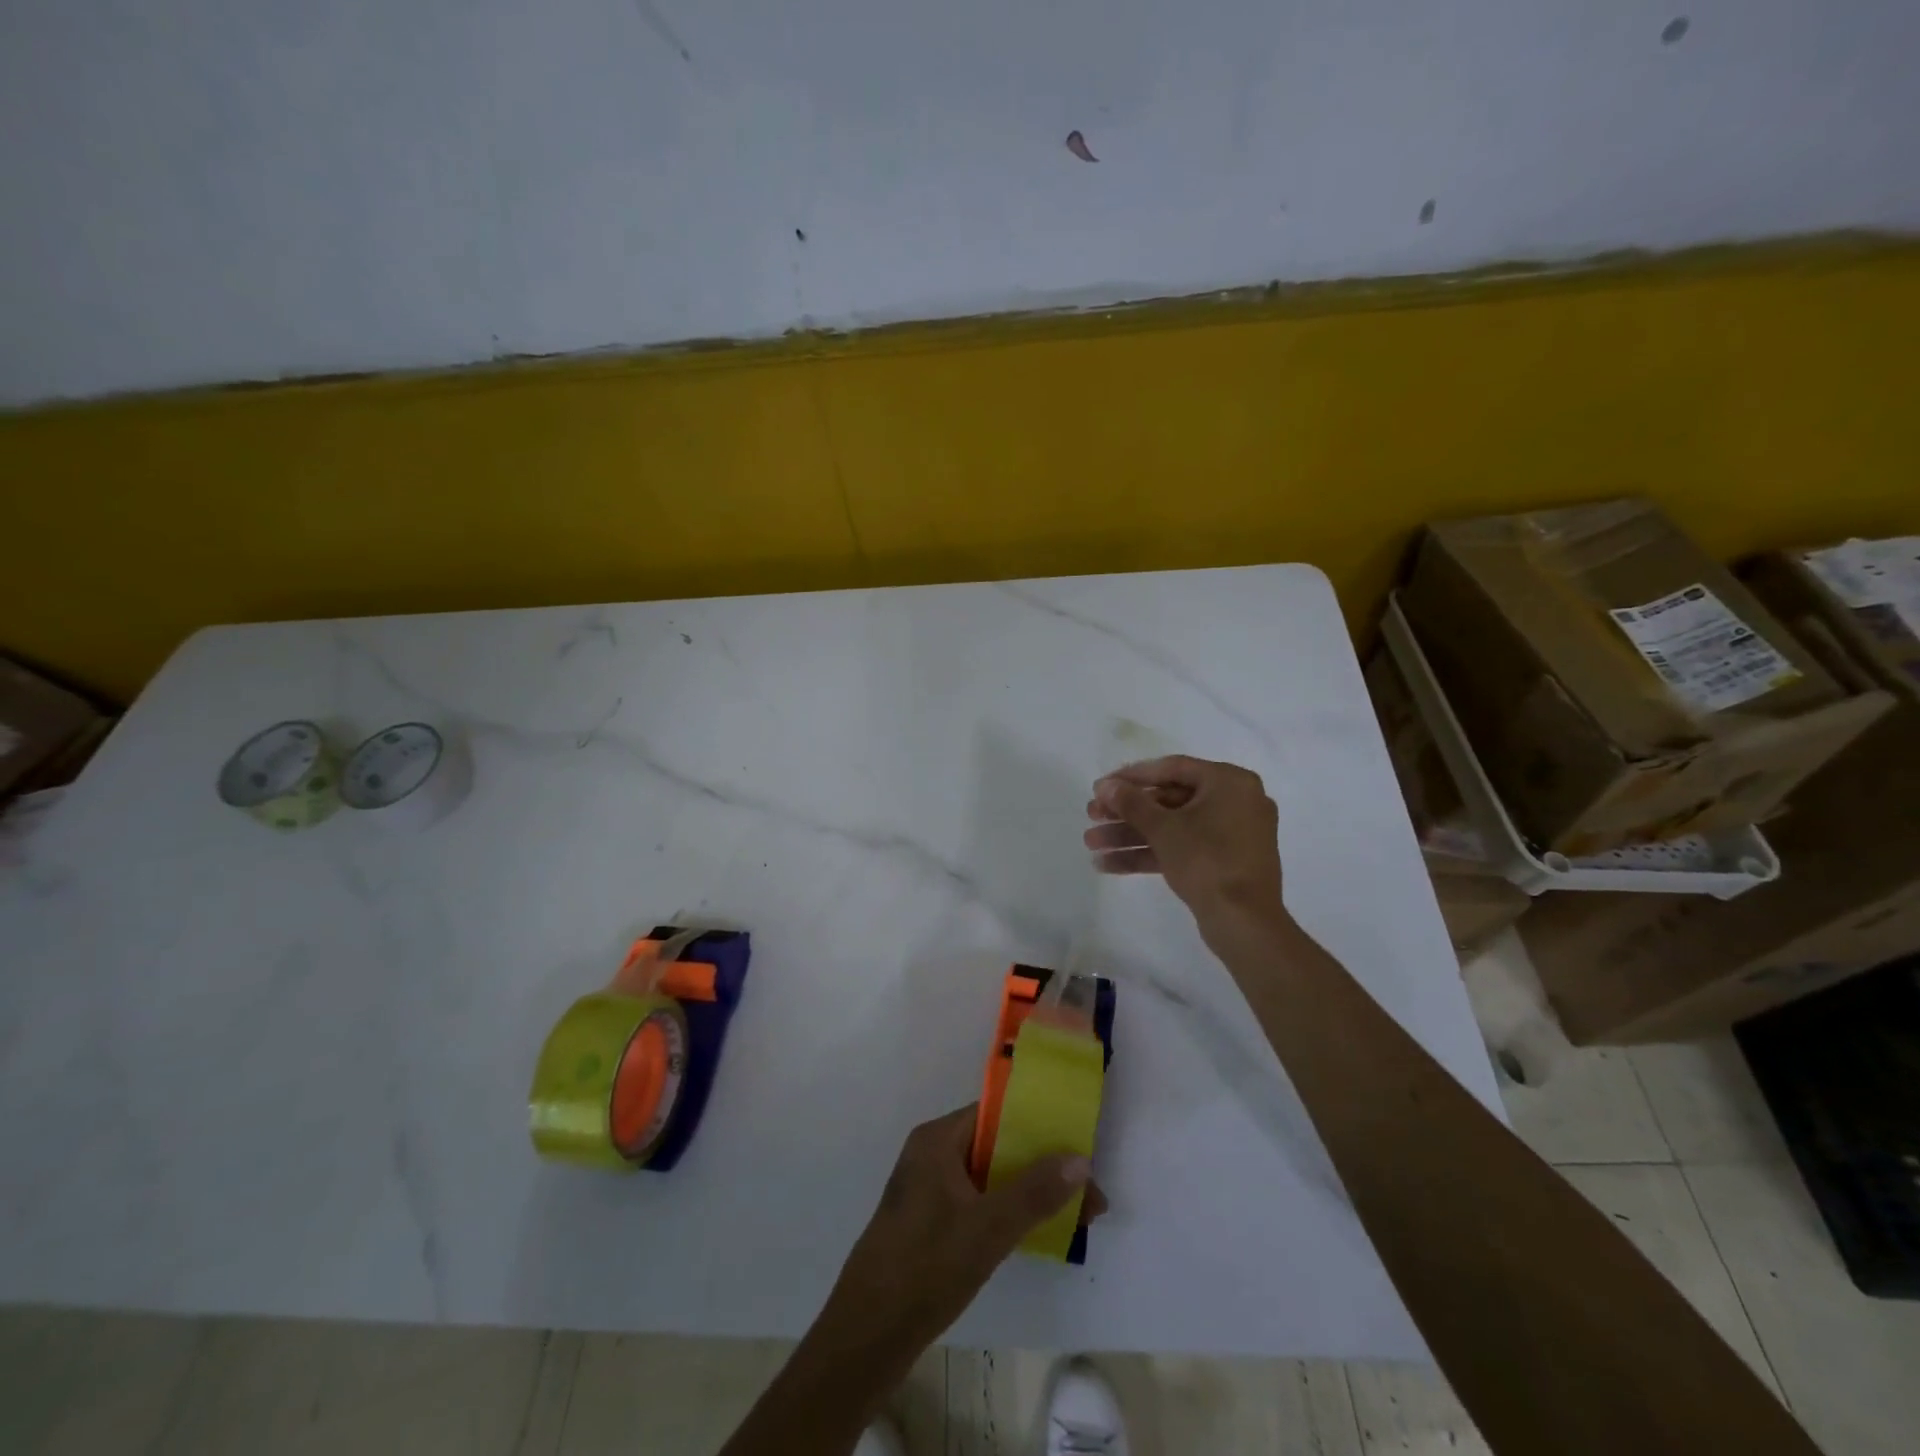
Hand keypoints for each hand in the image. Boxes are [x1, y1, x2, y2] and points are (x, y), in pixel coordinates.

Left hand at [819, 1105, 1104, 1349]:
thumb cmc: (926, 1266)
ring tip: (1074, 1217)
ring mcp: (928, 1189)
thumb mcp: (988, 1228)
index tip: (1078, 1146)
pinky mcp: (928, 1222)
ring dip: (1029, 1192)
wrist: (867, 1335)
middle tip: (1088, 1195)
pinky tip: (1035, 1234)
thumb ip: (1034, 1191)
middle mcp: (931, 1154)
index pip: (995, 1114)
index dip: (1039, 1126)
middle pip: (996, 1146)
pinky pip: (977, 1202)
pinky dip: (1007, 1211)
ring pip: (989, 1178)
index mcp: (938, 1139)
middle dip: (1042, 1166)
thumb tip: (1080, 1159)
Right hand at [1083, 755, 1286, 928]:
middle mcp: (1235, 802)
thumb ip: (1131, 802)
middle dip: (1126, 812)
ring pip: (1172, 827)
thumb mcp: (1163, 828)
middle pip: (1169, 800)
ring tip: (1091, 844)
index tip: (1101, 786)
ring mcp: (1231, 835)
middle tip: (1091, 815)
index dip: (1132, 777)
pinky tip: (1109, 864)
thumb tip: (1105, 786)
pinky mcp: (1223, 863)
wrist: (1244, 922)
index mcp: (1229, 782)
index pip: (1172, 768)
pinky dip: (1150, 854)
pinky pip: (1182, 848)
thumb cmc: (1207, 860)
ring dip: (1130, 835)